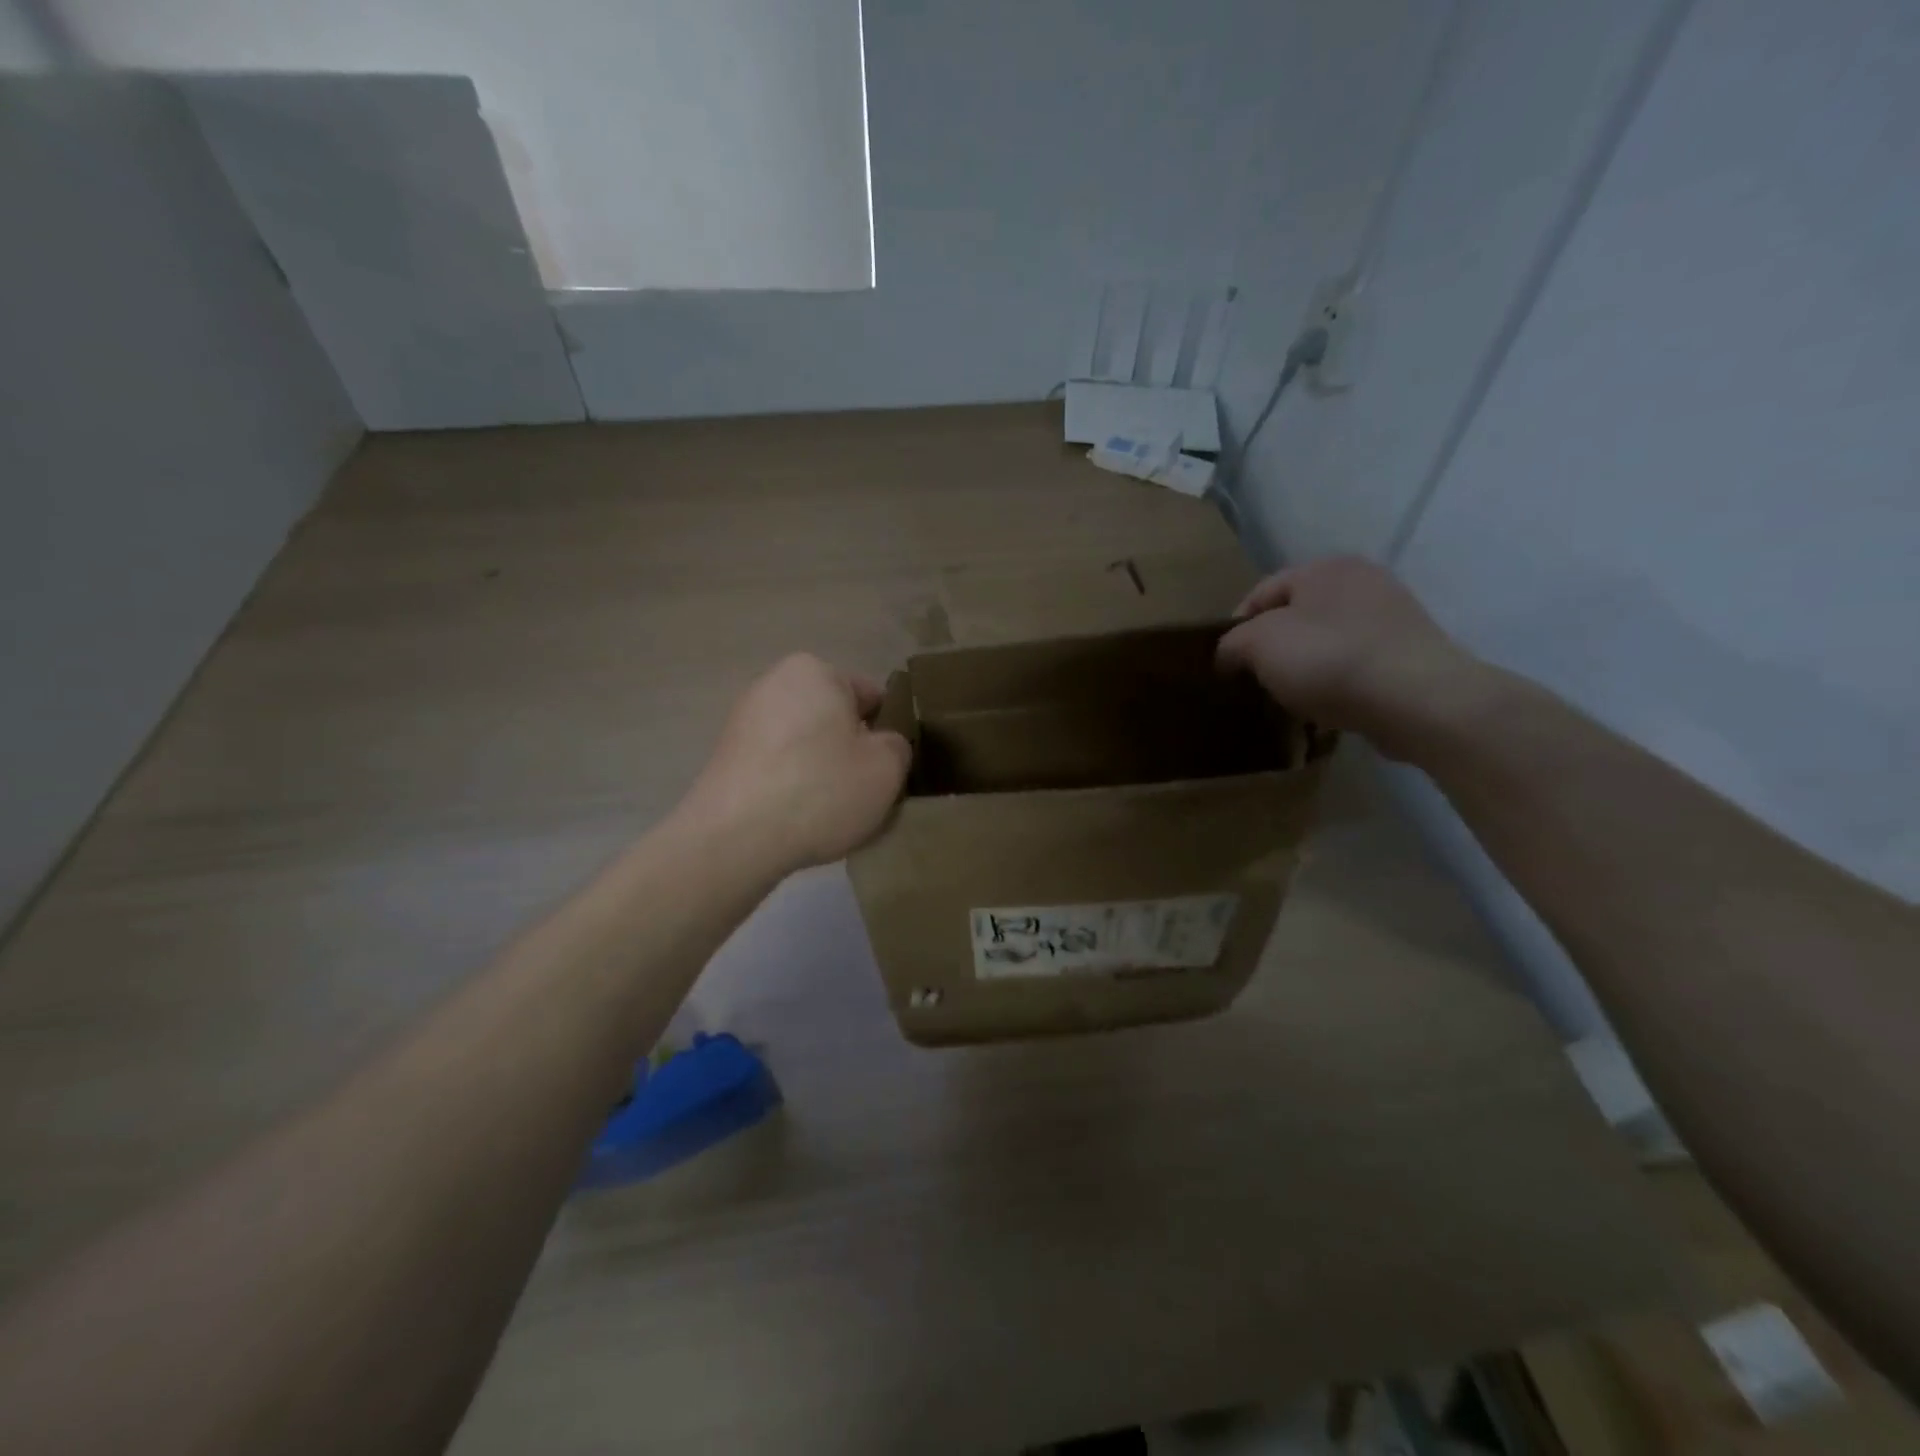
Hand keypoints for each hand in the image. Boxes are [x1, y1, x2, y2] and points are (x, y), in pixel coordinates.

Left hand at [679, 654, 911, 873]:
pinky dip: (792, 786)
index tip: (890, 770)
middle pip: (835, 719)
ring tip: (830, 812)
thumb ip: (898, 746)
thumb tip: (882, 744)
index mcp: (815, 671)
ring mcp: (744, 720)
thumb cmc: (820, 790)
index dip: (888, 734)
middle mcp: (775, 683)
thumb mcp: (887, 768)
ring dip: (822, 771)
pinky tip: (799, 819)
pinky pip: (778, 767)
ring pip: (806, 745)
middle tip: (865, 793)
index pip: (871, 697)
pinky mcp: (726, 756)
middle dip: (851, 751)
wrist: (734, 839)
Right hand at [1216, 557, 1488, 759]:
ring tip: (1290, 699)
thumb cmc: (1328, 659)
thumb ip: (1232, 644)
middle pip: (1296, 615)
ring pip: (1327, 640)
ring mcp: (1393, 616)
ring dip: (1304, 667)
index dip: (1235, 627)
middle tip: (1255, 681)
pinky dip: (1337, 682)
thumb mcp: (1259, 645)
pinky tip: (1327, 708)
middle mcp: (1362, 581)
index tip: (1225, 664)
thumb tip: (1228, 655)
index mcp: (1324, 568)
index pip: (1262, 592)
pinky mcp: (1410, 652)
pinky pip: (1356, 664)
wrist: (1416, 698)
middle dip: (1272, 648)